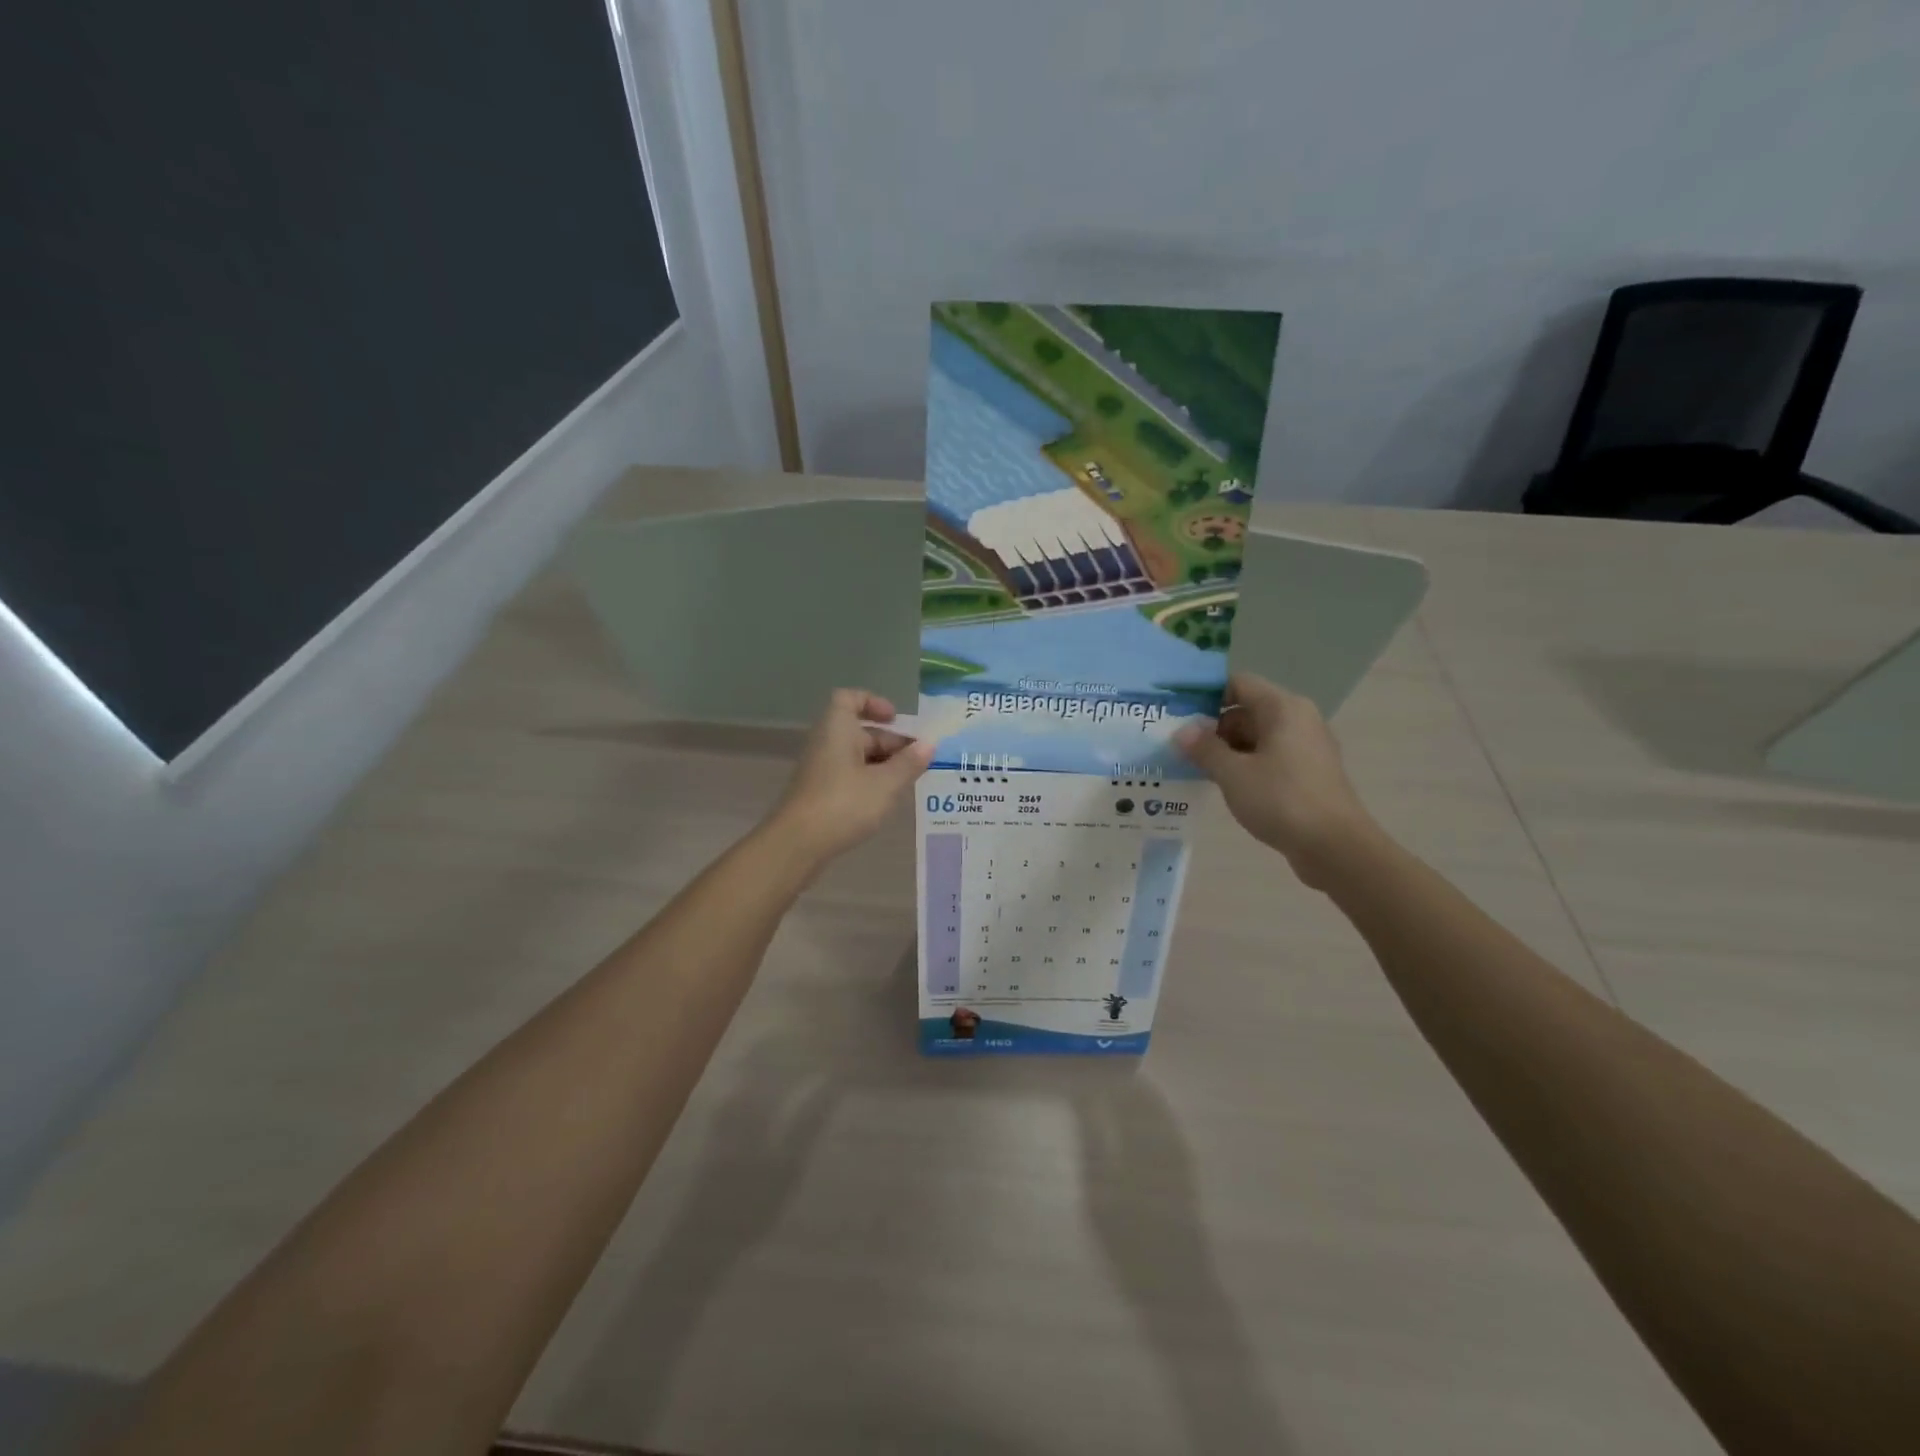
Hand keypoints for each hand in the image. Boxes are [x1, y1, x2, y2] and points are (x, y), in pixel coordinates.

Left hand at [768, 689, 935, 863]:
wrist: (798, 844)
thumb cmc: (844, 803)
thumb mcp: (886, 783)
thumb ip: (909, 763)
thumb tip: (929, 744)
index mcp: (837, 728)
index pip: (850, 699)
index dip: (873, 703)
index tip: (896, 719)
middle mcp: (826, 742)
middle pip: (859, 731)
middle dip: (890, 742)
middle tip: (918, 761)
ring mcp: (820, 769)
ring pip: (856, 756)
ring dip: (883, 764)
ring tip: (908, 781)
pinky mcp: (819, 793)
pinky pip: (848, 775)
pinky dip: (869, 780)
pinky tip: (886, 799)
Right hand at [1176, 673, 1378, 888]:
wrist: (1335, 847)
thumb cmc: (1282, 800)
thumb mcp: (1233, 773)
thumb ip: (1204, 748)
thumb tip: (1182, 730)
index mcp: (1283, 708)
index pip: (1238, 683)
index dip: (1205, 694)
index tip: (1177, 713)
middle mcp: (1297, 719)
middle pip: (1246, 709)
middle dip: (1211, 726)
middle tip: (1177, 745)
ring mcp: (1305, 747)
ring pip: (1256, 736)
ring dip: (1225, 748)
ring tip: (1192, 766)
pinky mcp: (1307, 773)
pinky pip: (1268, 757)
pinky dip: (1244, 764)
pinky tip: (1221, 784)